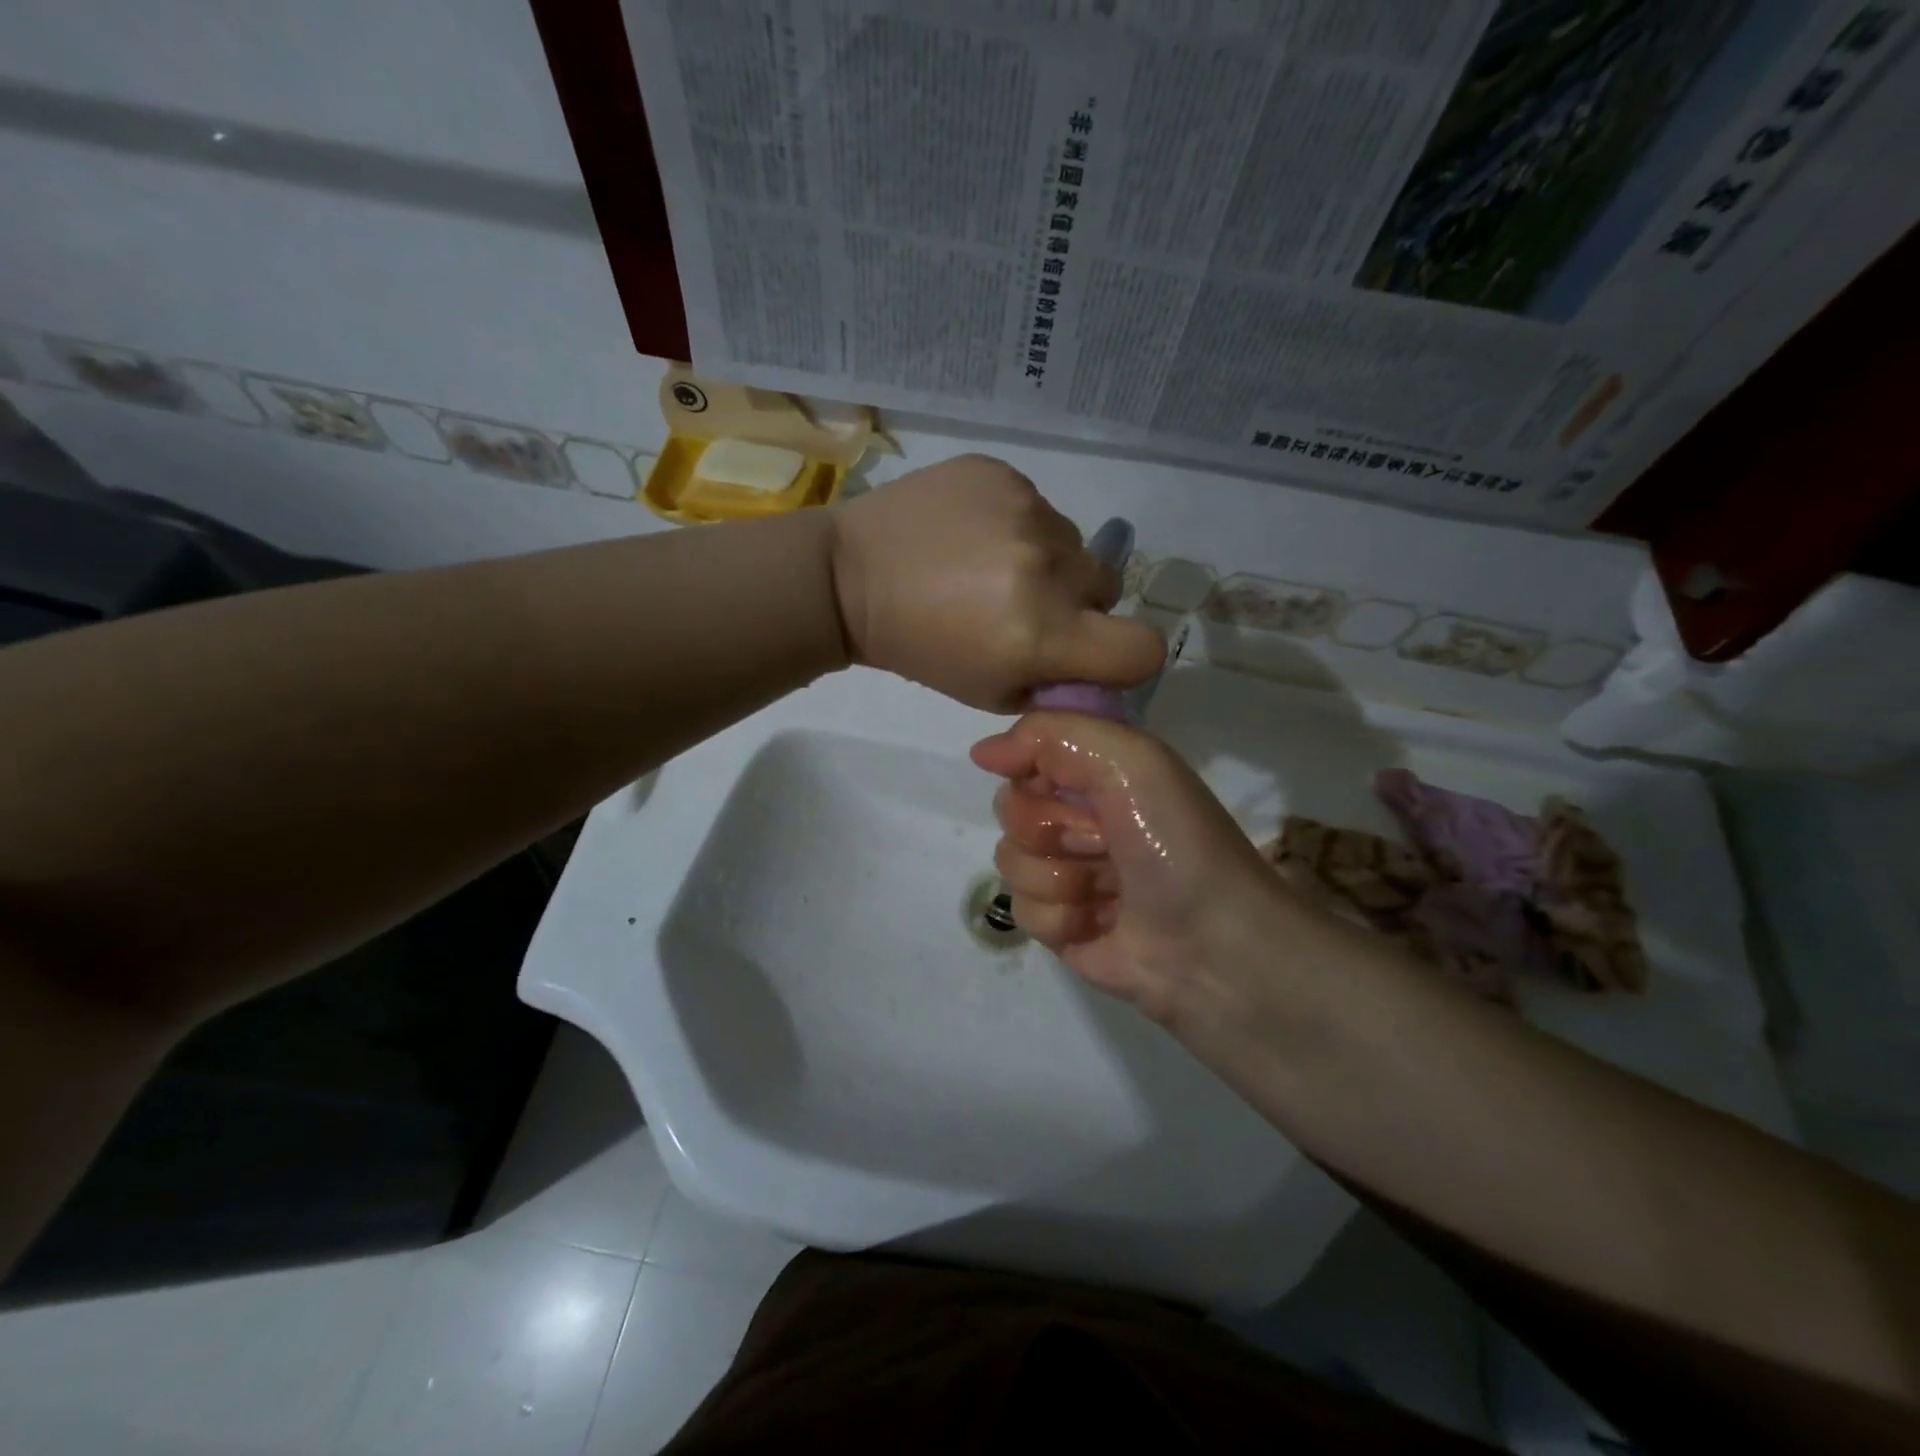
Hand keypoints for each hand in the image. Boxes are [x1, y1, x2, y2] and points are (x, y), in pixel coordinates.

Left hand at [829, 455, 1164, 711]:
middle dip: (1080, 604)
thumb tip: (1091, 669)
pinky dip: (1017, 525)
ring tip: (989, 567)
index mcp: (1043, 633)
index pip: (1141, 648)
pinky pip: (1038, 506)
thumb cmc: (919, 649)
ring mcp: (1026, 511)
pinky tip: (971, 535)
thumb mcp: (990, 692)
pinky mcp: (1002, 474)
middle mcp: (1047, 567)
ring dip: (1047, 561)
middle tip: (1026, 607)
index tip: (1095, 652)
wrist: (851, 577)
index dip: (1126, 658)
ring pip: (1073, 544)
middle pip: (1108, 587)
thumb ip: (1053, 684)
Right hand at [970, 711, 1296, 1033]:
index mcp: (1097, 772)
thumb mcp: (1130, 760)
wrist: (1212, 944)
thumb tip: (981, 753)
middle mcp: (1078, 816)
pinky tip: (1101, 923)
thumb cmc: (1175, 842)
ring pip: (1010, 861)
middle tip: (1103, 843)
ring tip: (1109, 889)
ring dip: (1060, 877)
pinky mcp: (1059, 922)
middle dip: (1050, 829)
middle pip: (1009, 809)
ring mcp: (1066, 871)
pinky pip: (1021, 909)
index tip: (1062, 788)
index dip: (1035, 774)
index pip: (1024, 756)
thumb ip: (1051, 735)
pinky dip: (1061, 918)